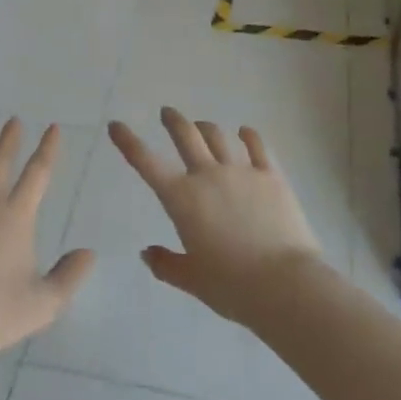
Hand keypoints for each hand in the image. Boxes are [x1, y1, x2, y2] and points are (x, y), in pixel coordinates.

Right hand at [109, 108, 325, 325]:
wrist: (284, 283)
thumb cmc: (231, 286)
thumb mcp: (192, 280)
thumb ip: (166, 264)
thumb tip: (147, 253)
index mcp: (181, 199)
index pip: (146, 163)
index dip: (128, 142)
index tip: (116, 126)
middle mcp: (208, 176)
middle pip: (186, 135)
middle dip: (173, 121)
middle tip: (167, 114)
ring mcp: (242, 172)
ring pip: (218, 136)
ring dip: (206, 128)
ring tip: (202, 126)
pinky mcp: (271, 176)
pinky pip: (258, 146)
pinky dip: (248, 136)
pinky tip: (245, 133)